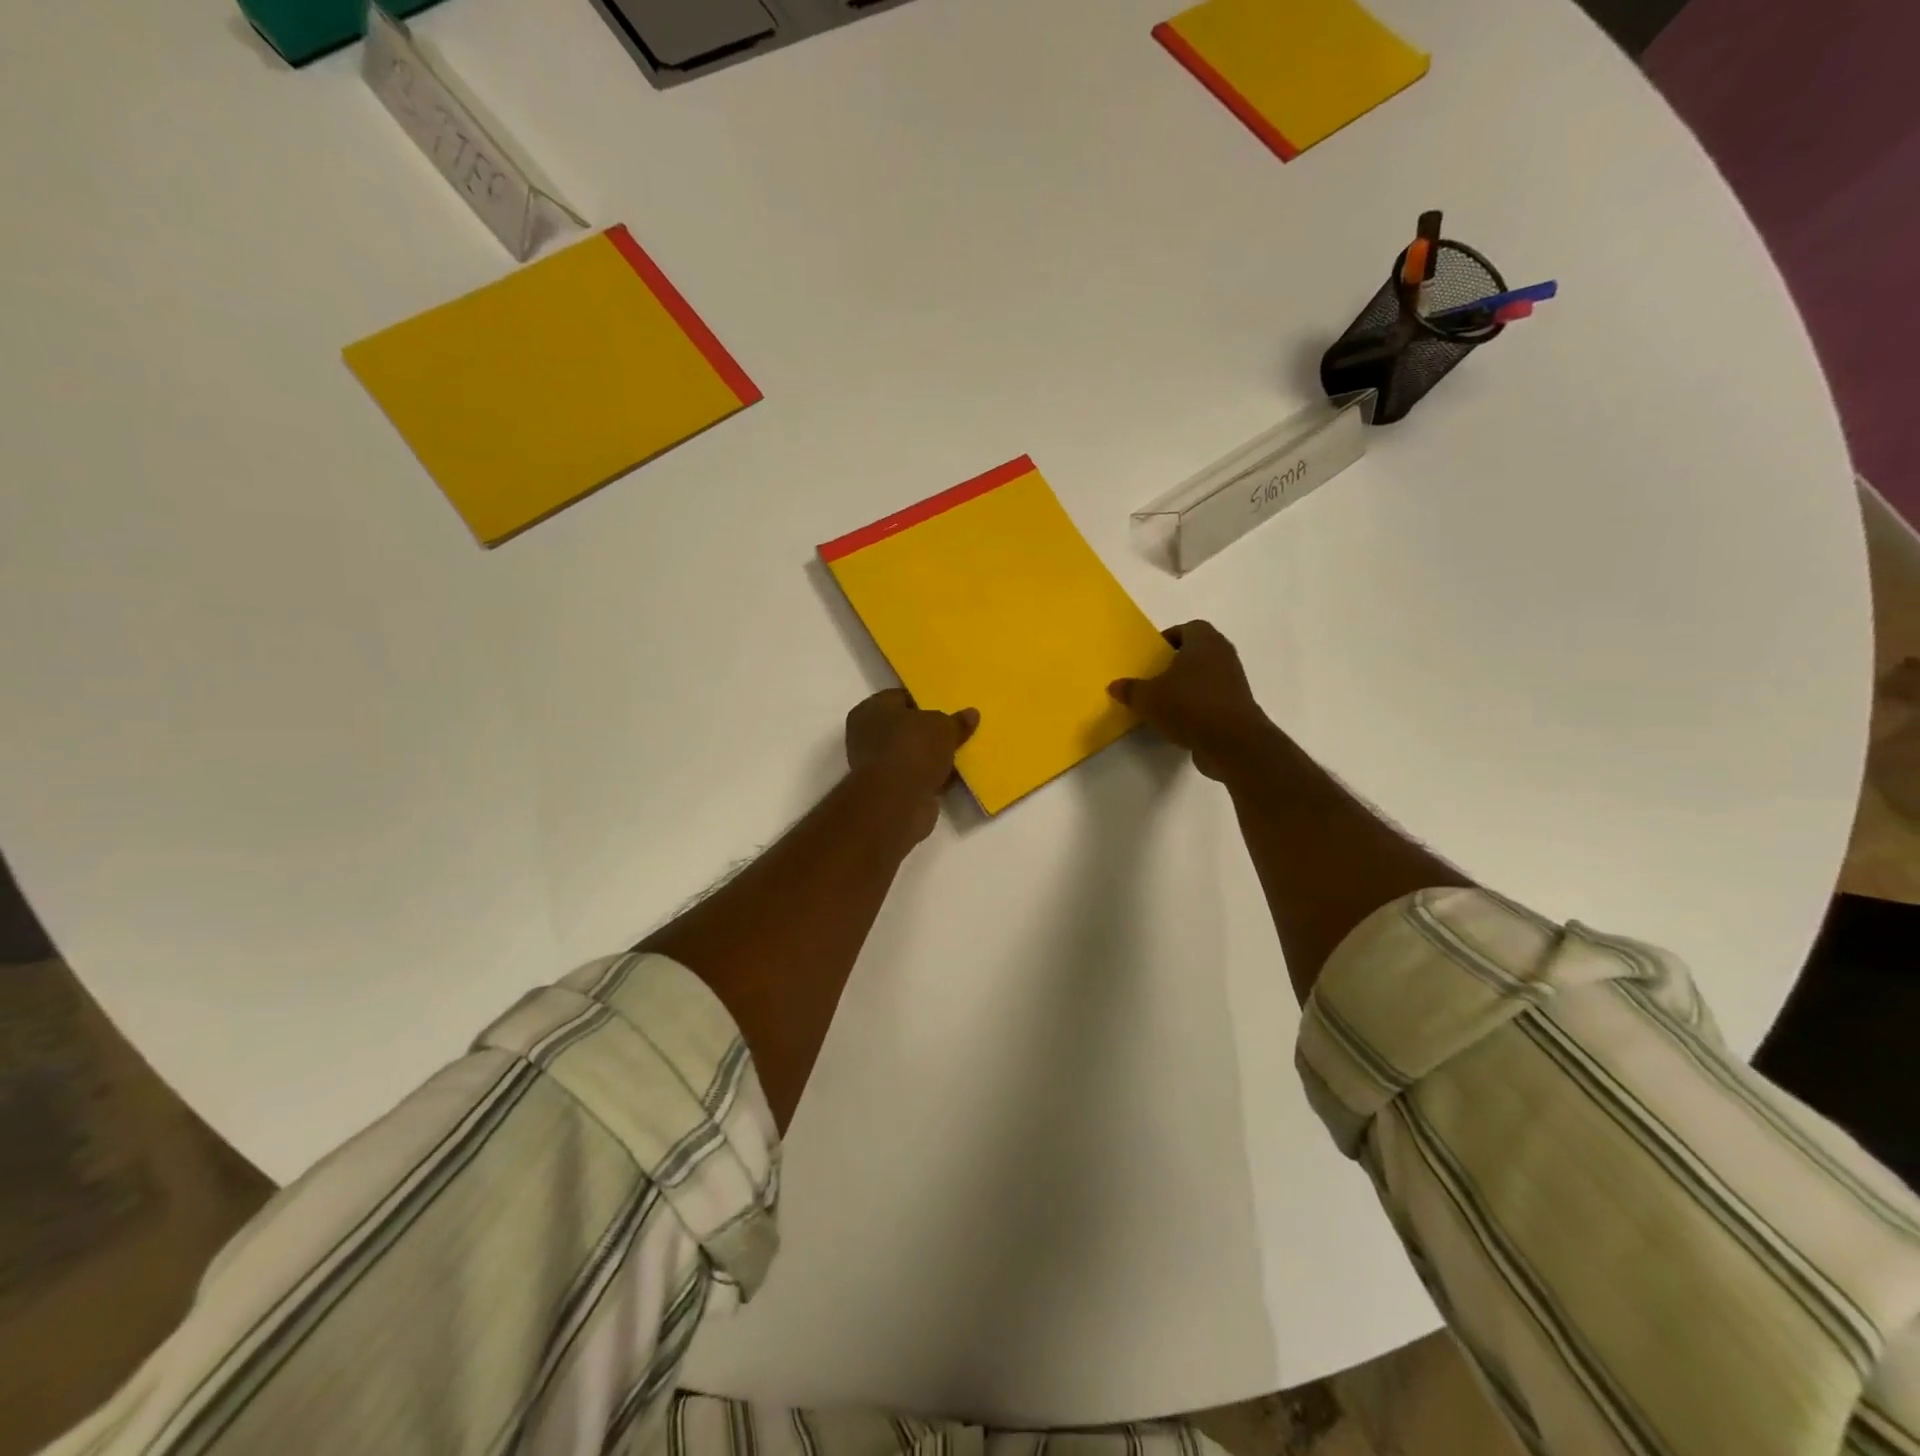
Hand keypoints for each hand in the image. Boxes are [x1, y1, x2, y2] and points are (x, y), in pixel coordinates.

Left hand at [845, 690, 979, 845]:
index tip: (946, 707)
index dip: (924, 701)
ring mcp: (875, 765)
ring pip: (910, 754)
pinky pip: (914, 777)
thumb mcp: (943, 727)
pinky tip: (952, 777)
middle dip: (929, 732)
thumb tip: (971, 714)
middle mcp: (866, 735)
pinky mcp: (887, 791)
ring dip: (930, 757)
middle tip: (955, 731)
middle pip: (905, 728)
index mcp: (870, 710)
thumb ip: (956, 721)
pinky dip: (930, 777)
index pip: (899, 697)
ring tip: (958, 754)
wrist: (897, 801)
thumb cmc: (913, 749)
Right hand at [1109, 621, 1273, 781]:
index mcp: (1204, 642)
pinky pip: (1212, 698)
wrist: (1232, 742)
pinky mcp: (1238, 706)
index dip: (1169, 639)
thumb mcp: (1148, 698)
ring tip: (1163, 702)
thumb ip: (1130, 690)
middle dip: (1176, 663)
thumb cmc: (1189, 706)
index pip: (1188, 628)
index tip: (1152, 656)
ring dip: (1187, 686)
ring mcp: (1234, 681)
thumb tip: (1114, 686)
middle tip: (1154, 678)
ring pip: (1205, 676)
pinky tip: (1179, 722)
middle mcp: (1223, 655)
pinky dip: (1197, 706)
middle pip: (1197, 652)